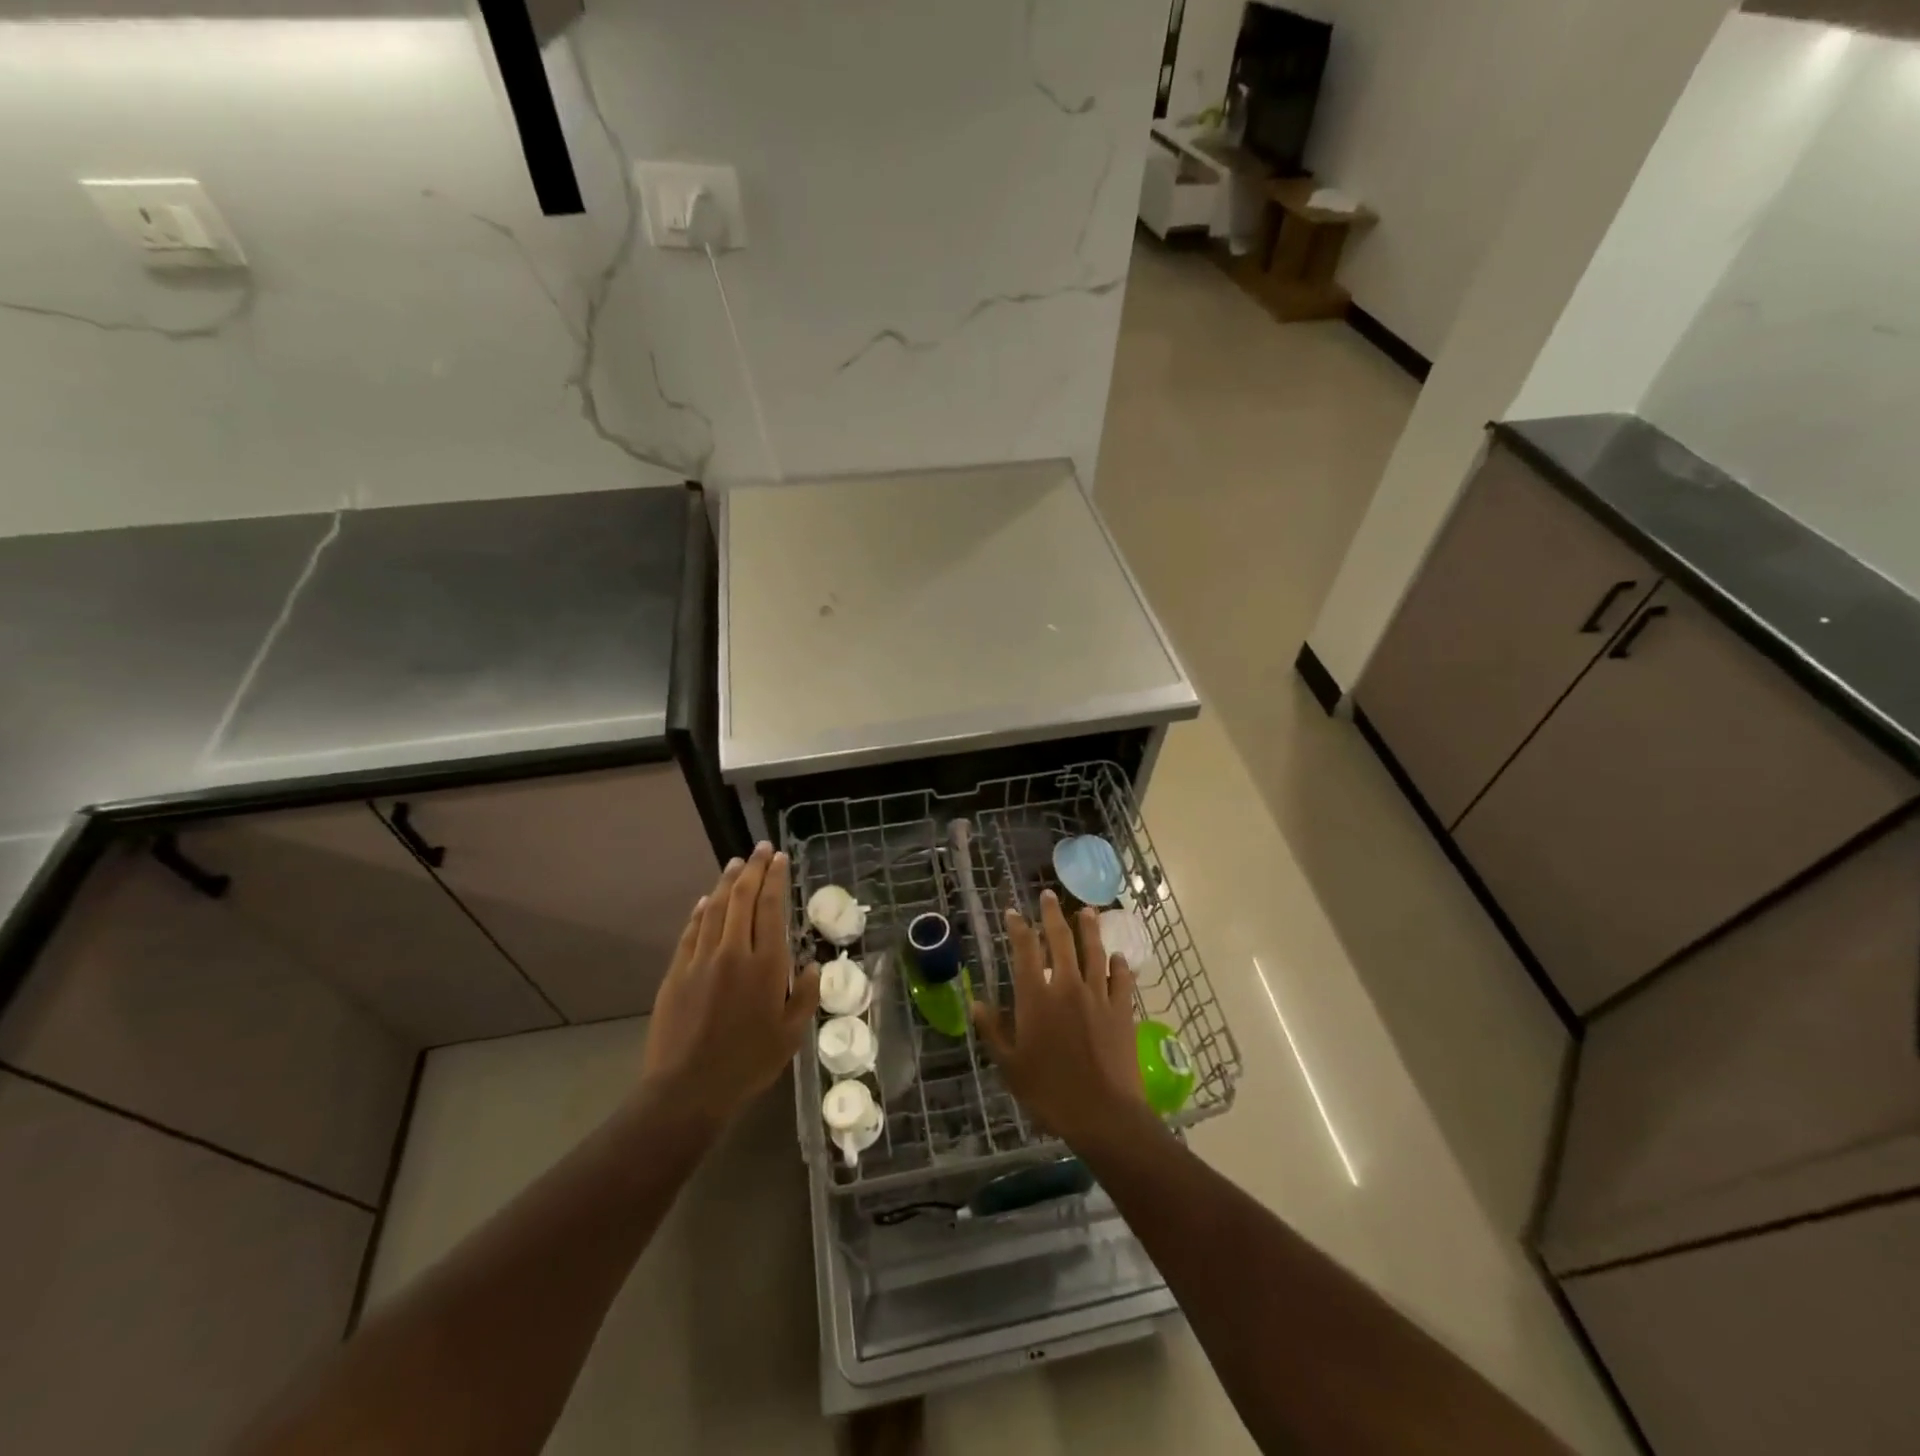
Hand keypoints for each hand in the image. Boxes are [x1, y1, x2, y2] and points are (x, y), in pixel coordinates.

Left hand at [638, 843, 820, 1129]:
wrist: (688, 1089)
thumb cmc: (748, 1063)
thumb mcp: (791, 1035)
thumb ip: (804, 996)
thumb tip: (811, 965)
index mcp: (766, 965)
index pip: (771, 907)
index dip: (775, 879)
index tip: (779, 858)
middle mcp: (734, 952)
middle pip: (742, 898)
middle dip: (753, 869)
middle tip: (761, 849)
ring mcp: (701, 959)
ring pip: (714, 908)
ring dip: (726, 882)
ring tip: (735, 863)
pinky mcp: (677, 972)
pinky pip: (691, 931)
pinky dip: (700, 911)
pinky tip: (705, 901)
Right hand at [971, 889, 1148, 1153]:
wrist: (1103, 1114)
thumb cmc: (1049, 1093)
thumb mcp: (1010, 1066)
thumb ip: (993, 1031)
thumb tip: (976, 1003)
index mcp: (1036, 998)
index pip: (1025, 951)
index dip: (1018, 928)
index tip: (1013, 912)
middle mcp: (1066, 987)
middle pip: (1060, 940)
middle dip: (1053, 915)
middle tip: (1049, 896)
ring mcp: (1098, 996)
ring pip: (1094, 952)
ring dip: (1089, 929)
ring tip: (1086, 912)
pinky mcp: (1122, 1010)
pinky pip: (1122, 979)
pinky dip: (1119, 965)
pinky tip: (1118, 957)